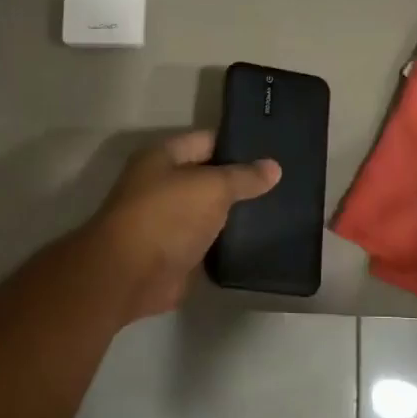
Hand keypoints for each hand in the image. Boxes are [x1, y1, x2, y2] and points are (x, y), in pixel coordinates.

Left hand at [88, 131, 281, 321]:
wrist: (131, 276)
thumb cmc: (167, 217)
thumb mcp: (211, 187)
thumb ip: (243, 177)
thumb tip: (274, 167)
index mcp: (163, 158)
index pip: (208, 141)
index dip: (239, 144)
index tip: (276, 149)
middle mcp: (163, 186)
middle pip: (210, 177)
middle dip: (242, 181)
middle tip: (285, 181)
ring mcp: (170, 222)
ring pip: (211, 212)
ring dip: (237, 214)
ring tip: (282, 209)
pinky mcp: (178, 254)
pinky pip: (210, 242)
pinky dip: (229, 242)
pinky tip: (262, 239)